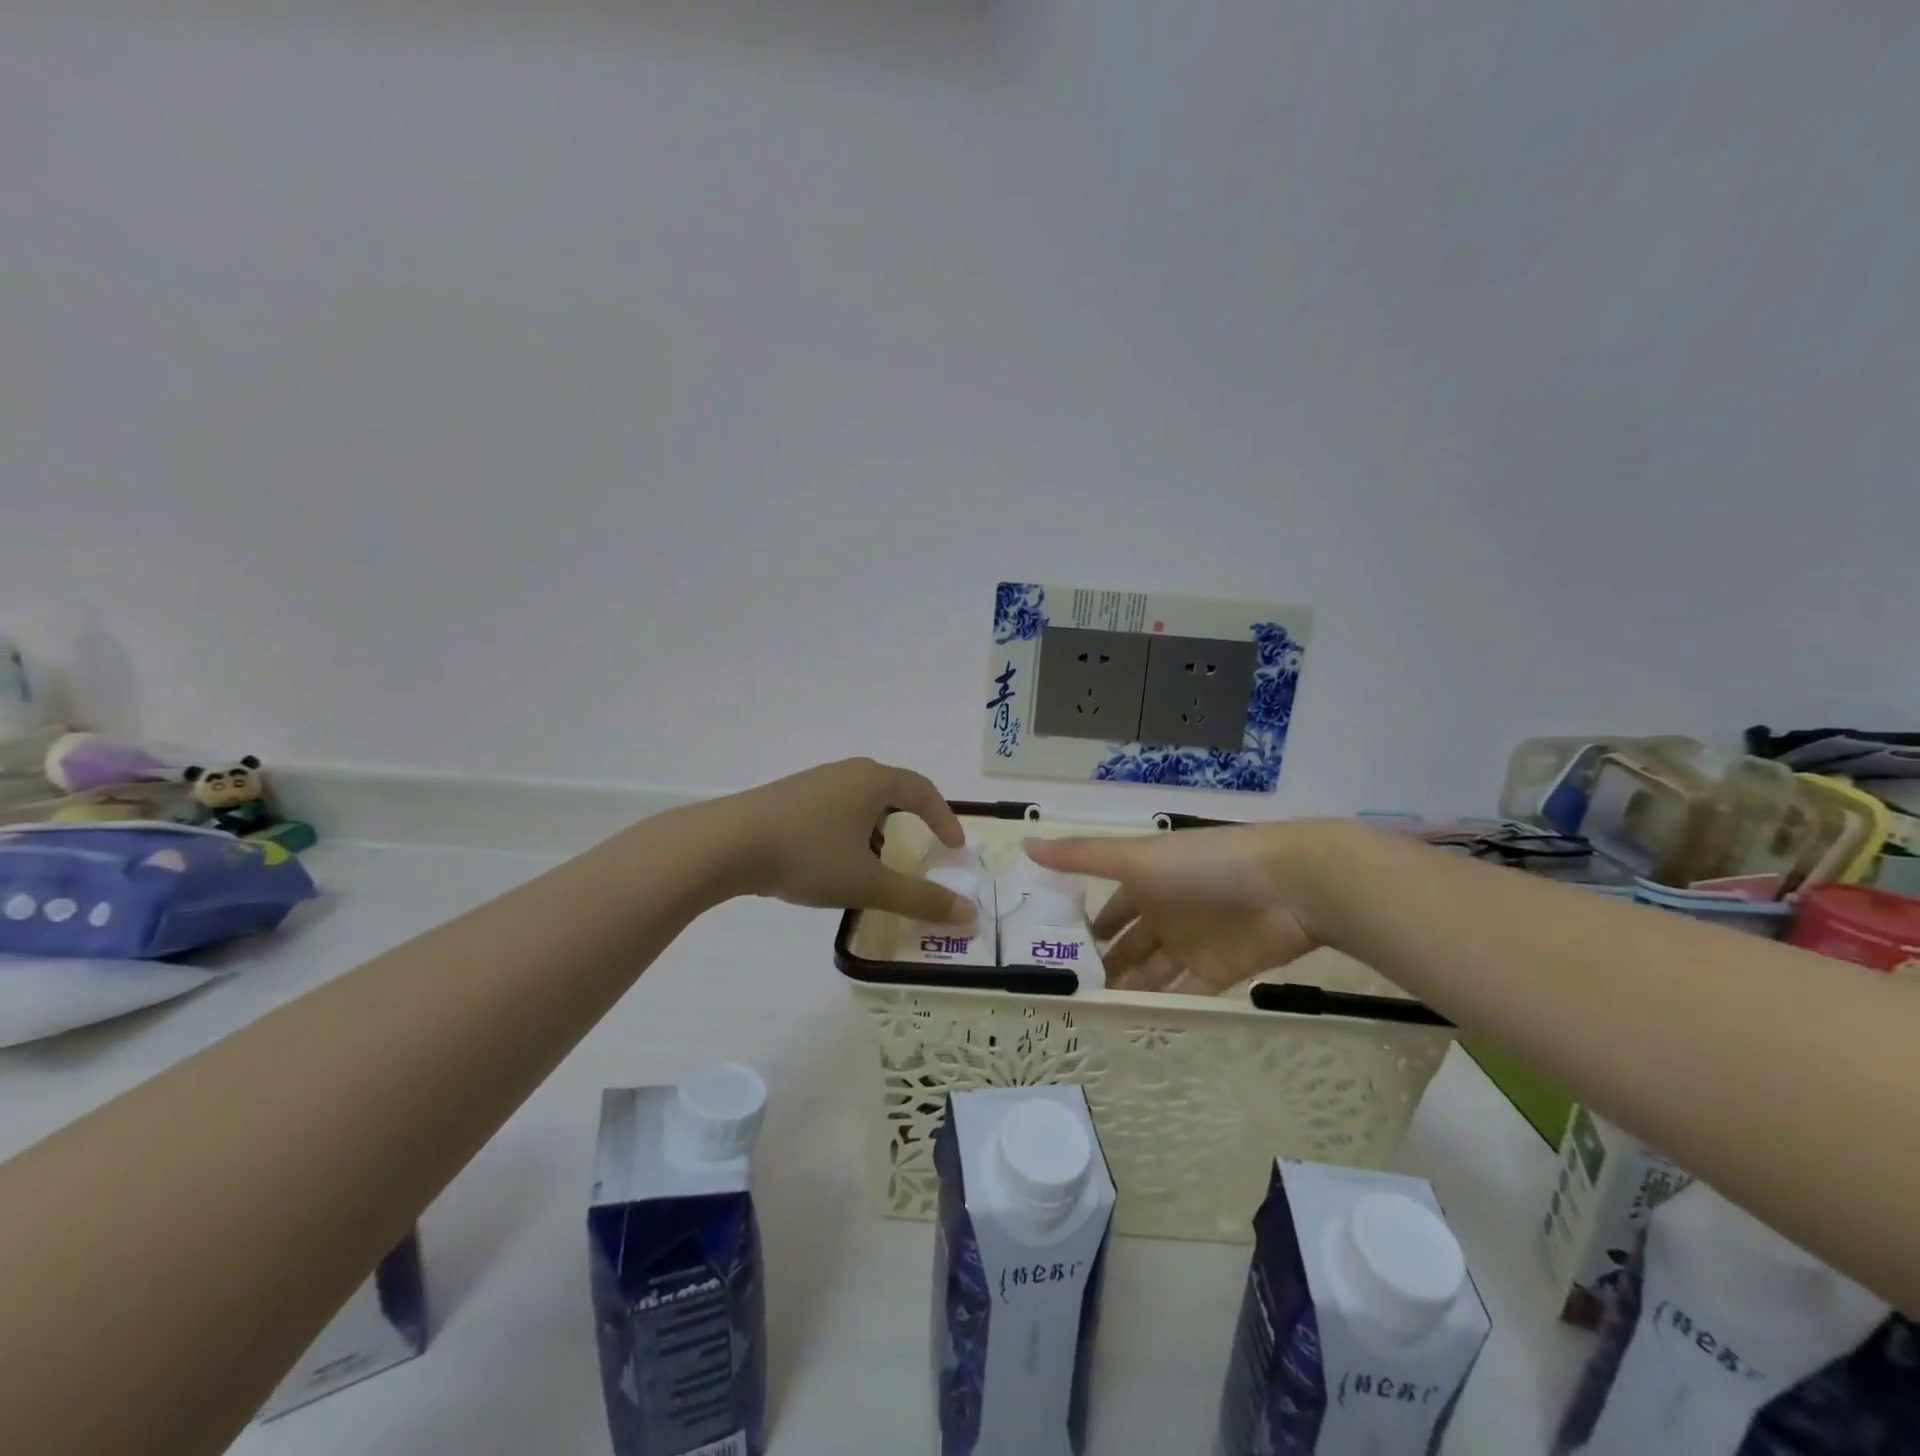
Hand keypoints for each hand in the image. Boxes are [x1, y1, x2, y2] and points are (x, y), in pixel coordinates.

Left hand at [713, 758, 974, 923]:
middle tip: (920, 849)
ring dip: (876, 827)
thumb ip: (919, 899)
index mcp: (873, 781)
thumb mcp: (868, 882)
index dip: (943, 818)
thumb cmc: (808, 855)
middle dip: (910, 820)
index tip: (954, 847)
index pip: (922, 790)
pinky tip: (832, 861)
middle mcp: (846, 772)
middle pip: (891, 790)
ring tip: (875, 862)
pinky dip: (848, 830)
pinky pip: (833, 808)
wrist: (725, 844)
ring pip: (859, 800)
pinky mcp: (787, 797)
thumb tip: (969, 914)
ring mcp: (813, 782)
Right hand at [1025, 824, 1320, 992]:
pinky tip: (1136, 1025)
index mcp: (1147, 882)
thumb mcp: (1136, 858)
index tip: (1057, 951)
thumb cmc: (1202, 864)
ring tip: (1095, 1013)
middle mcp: (1167, 912)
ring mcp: (1194, 943)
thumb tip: (1025, 843)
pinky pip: (1186, 992)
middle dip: (1106, 965)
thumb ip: (1082, 857)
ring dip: (1129, 989)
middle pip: (1130, 944)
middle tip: (1071, 994)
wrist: (1287, 884)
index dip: (1089, 927)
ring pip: (1153, 971)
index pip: (1111, 909)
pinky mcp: (1222, 972)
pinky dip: (1163, 1005)